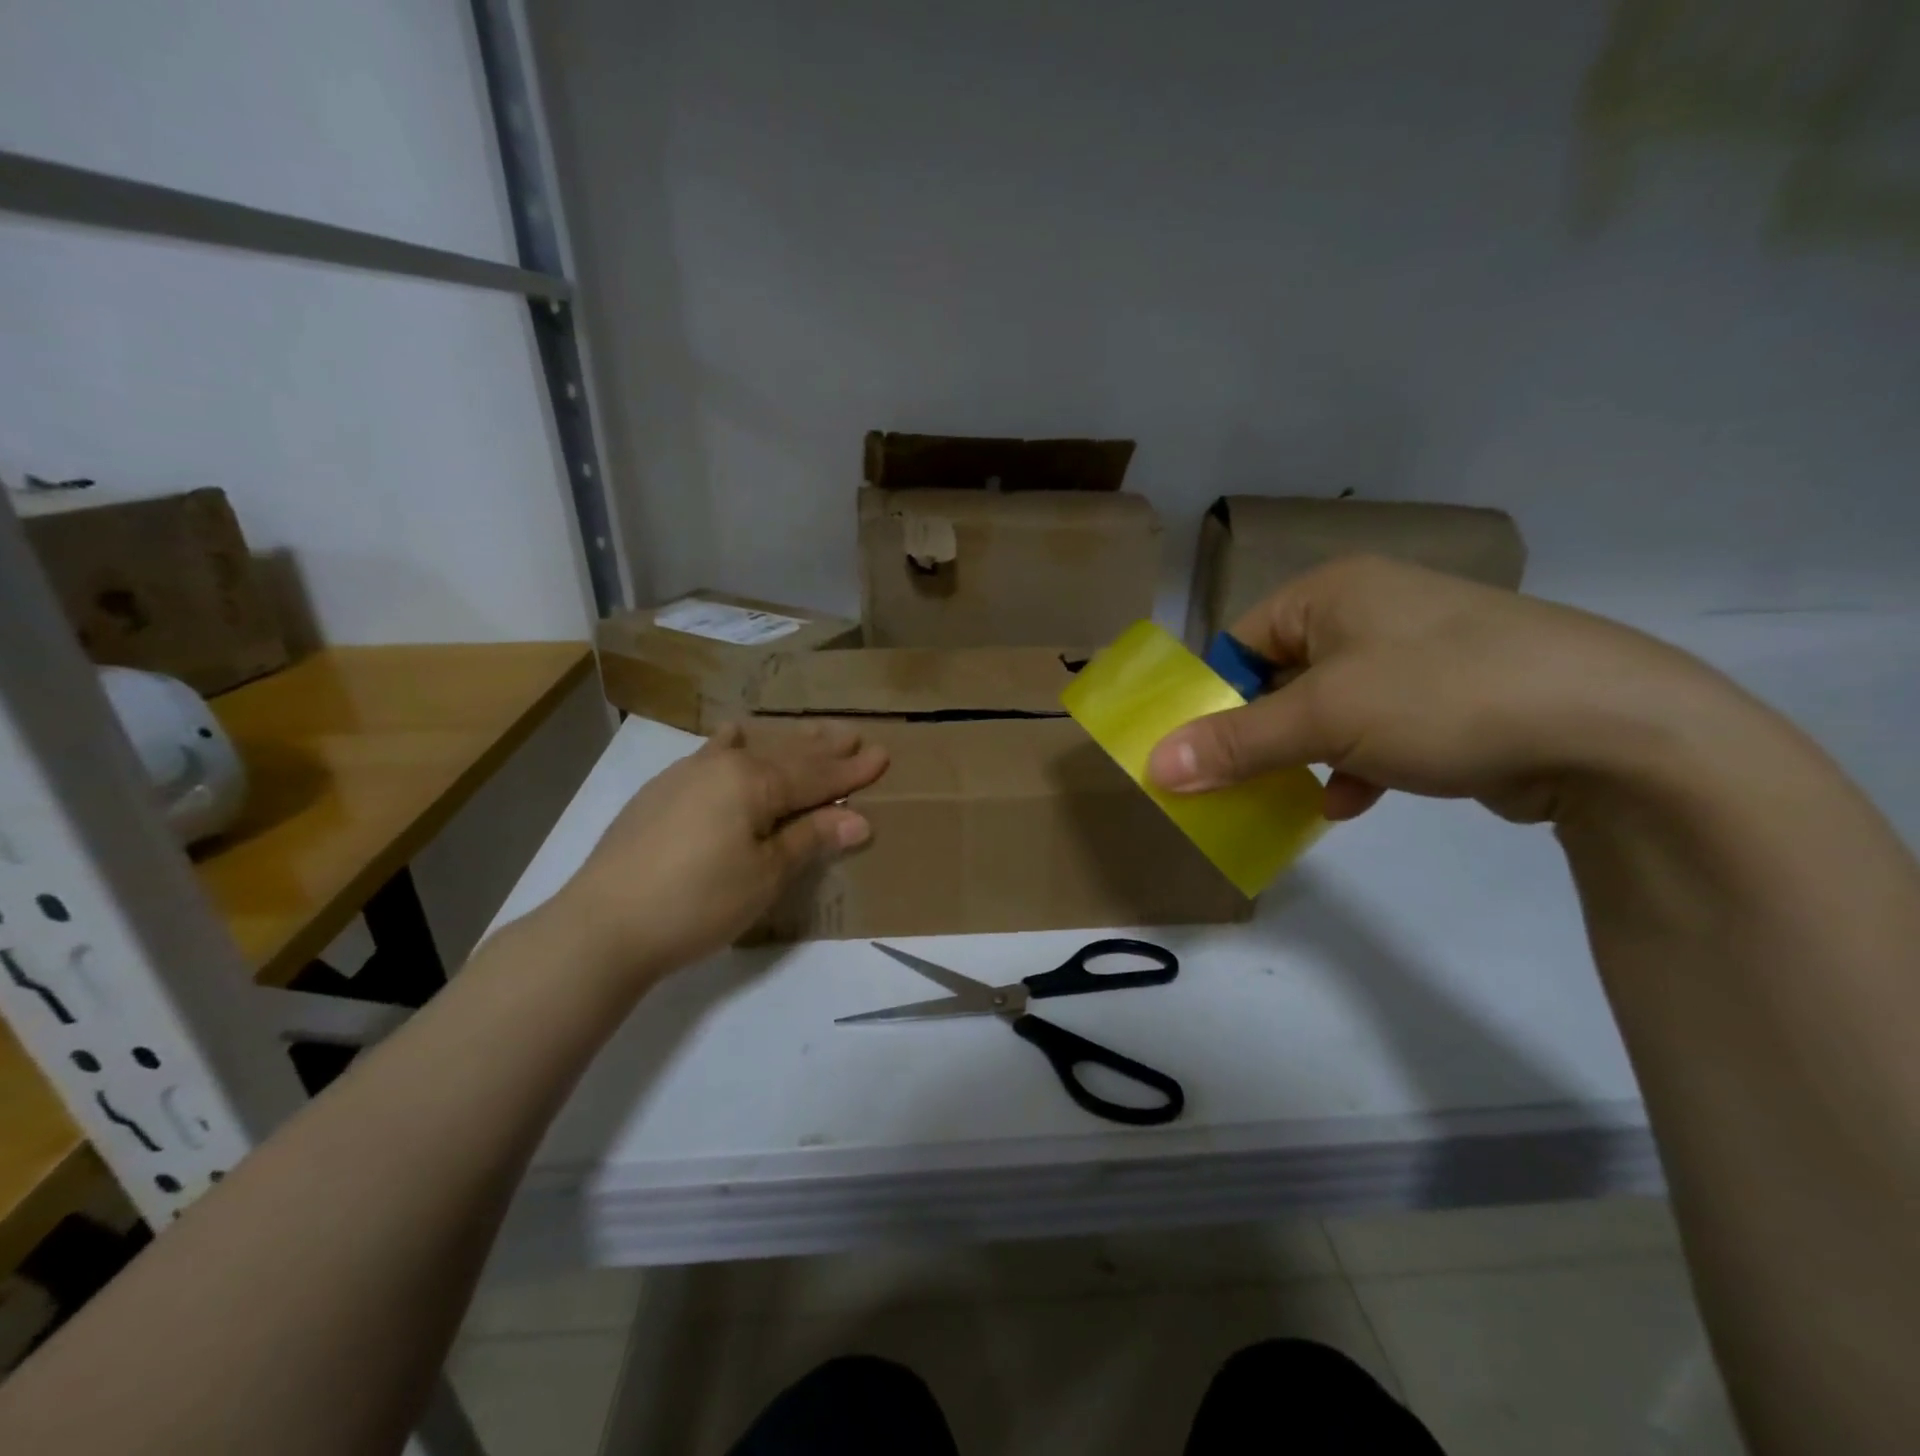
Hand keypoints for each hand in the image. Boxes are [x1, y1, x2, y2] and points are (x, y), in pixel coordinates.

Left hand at [552, 722, 887, 978]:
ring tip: (810, 734)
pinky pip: (713, 755)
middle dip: (823, 749)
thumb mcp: (765, 875)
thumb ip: (809, 839)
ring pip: (749, 749)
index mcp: (752, 781)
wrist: (603, 925)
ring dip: (784, 744)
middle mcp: (721, 765)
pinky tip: (734, 739)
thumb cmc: (697, 902)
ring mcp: (685, 773)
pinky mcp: (660, 791)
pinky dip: (737, 747)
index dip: (851, 771)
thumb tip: (858, 820)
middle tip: (855, 736)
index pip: (815, 775)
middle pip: (785, 754)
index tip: (883, 756)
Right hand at [1149, 556, 1744, 823]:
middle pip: (1282, 678)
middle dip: (1259, 735)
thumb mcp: (1323, 721)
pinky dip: (1356, 765)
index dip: (1213, 697)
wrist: (1615, 730)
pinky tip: (1352, 802)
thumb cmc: (1441, 697)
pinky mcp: (1455, 696)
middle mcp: (1372, 611)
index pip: (1240, 641)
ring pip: (1329, 709)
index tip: (1198, 752)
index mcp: (1333, 593)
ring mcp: (1419, 653)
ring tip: (1291, 796)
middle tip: (1234, 783)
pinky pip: (1377, 729)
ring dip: (1305, 756)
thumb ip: (1234, 743)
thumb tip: (1154, 767)